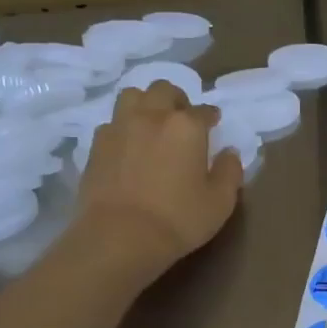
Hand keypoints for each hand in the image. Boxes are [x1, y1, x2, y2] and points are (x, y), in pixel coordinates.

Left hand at [77, 81, 241, 271]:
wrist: (119, 237)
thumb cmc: (178, 219)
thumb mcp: (220, 202)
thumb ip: (230, 172)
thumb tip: (229, 153)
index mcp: (186, 126)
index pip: (204, 110)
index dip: (211, 117)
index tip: (214, 125)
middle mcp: (152, 116)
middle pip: (164, 90)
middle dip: (177, 100)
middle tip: (182, 120)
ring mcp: (119, 128)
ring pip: (132, 96)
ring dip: (145, 104)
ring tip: (151, 124)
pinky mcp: (96, 146)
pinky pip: (111, 123)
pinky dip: (123, 128)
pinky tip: (128, 146)